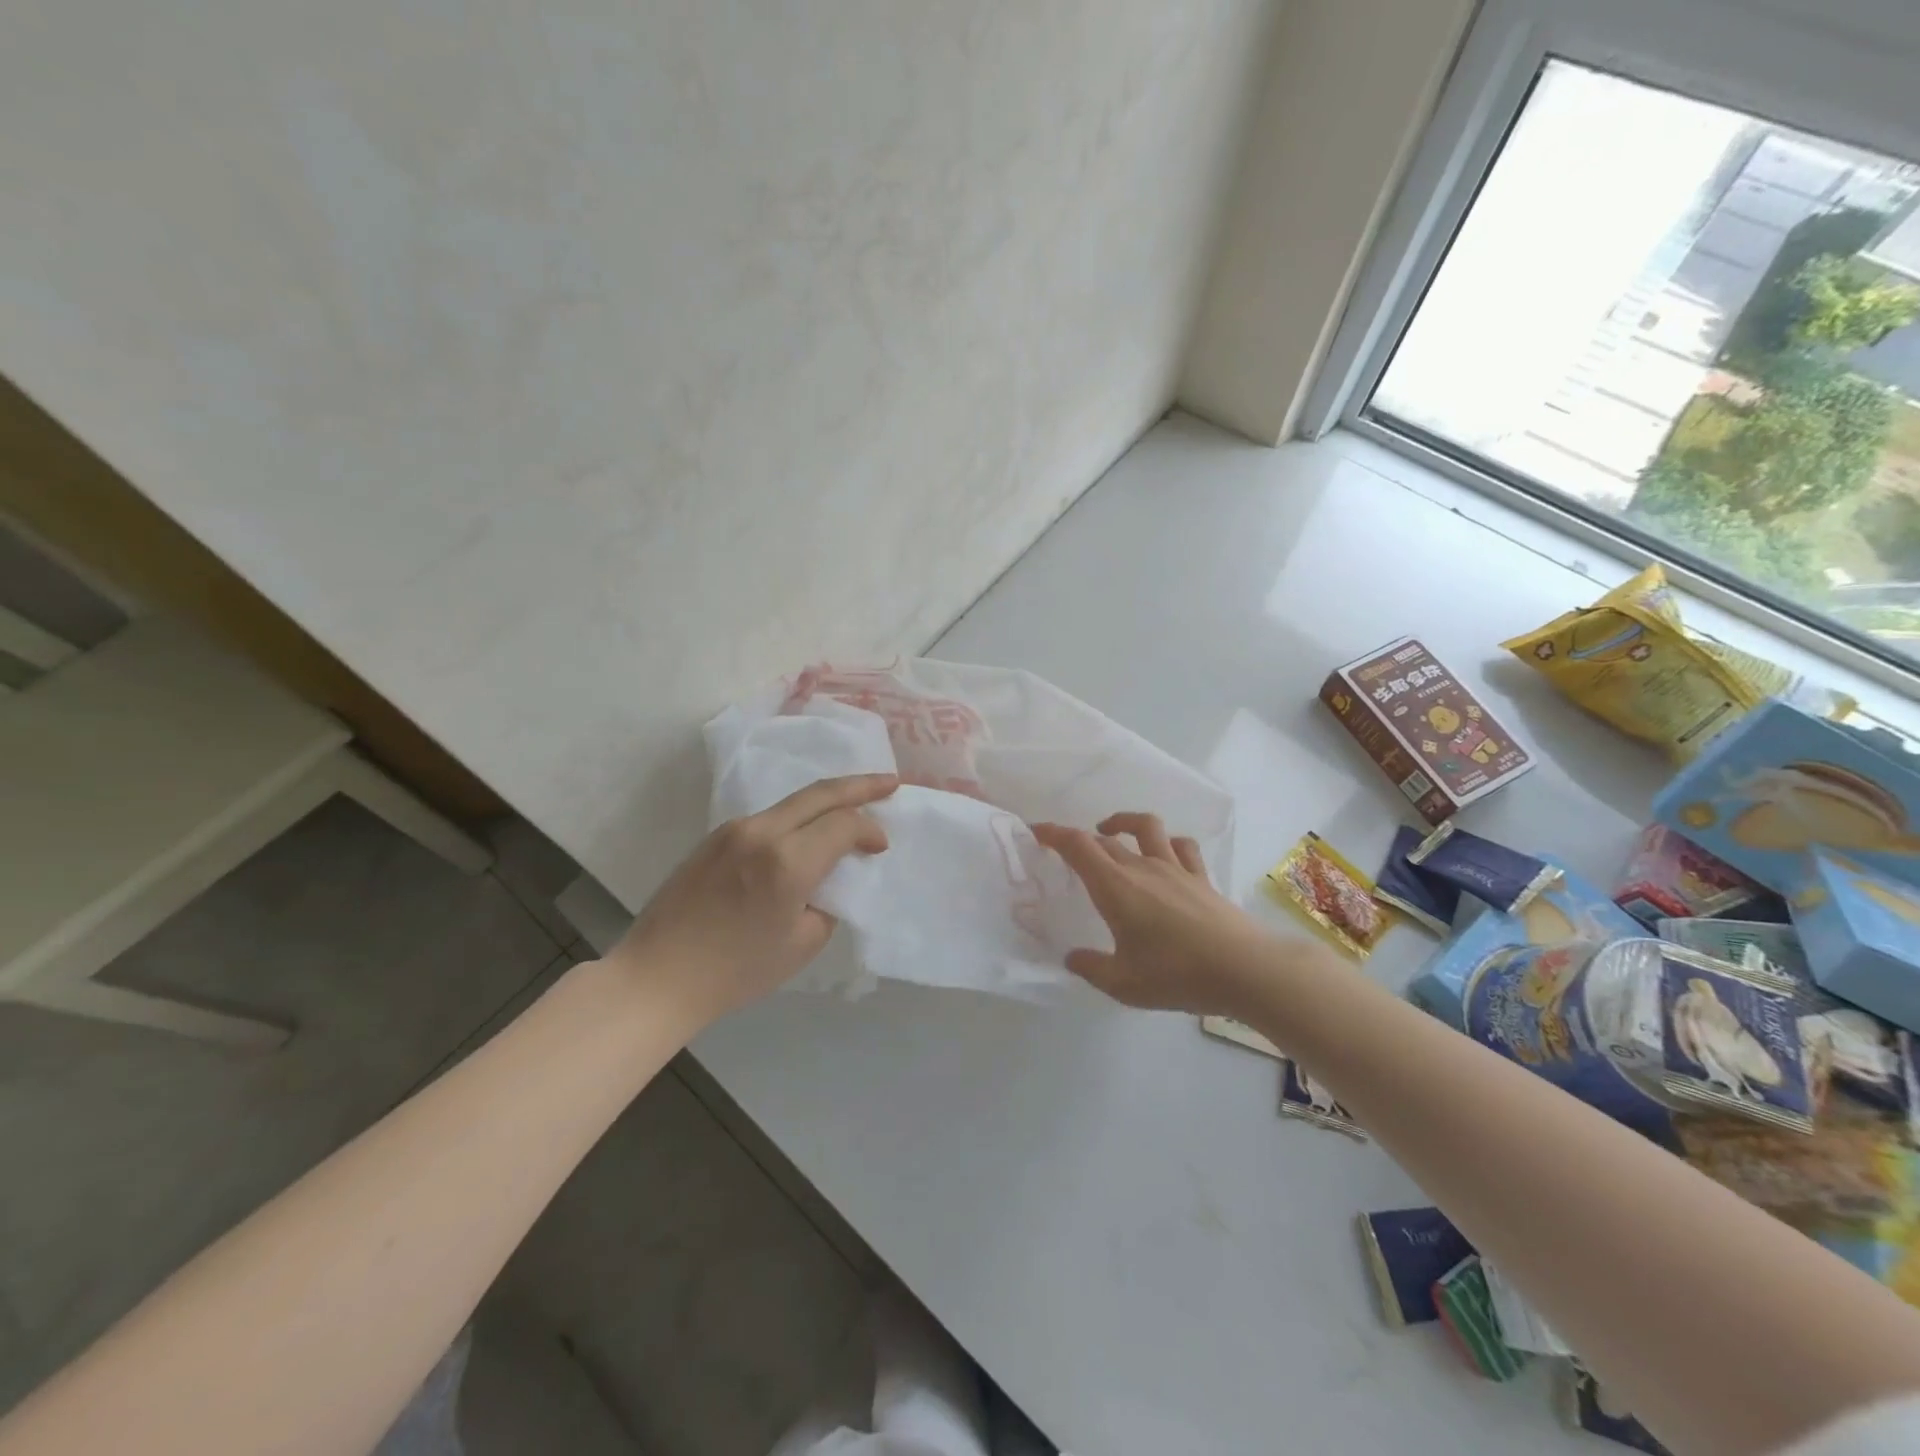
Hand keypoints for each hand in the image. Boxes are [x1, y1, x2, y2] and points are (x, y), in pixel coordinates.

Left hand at [609, 774, 896, 1023]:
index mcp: (787, 861)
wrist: (658, 976)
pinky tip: (808, 828)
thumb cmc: (736, 971)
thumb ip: (827, 902)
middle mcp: (762, 832)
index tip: (881, 848)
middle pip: (820, 793)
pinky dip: (798, 816)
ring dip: (827, 798)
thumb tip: (829, 880)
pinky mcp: (715, 837)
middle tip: (890, 782)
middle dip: (861, 785)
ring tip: (854, 801)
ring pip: (793, 801)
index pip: (843, 825)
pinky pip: (769, 816)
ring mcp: (734, 829)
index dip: (869, 830)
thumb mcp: (802, 944)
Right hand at [1032, 813, 1277, 1018]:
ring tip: (1111, 832)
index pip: (1078, 846)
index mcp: (1115, 887)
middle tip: (1067, 850)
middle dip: (1080, 839)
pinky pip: (1181, 846)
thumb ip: (1091, 968)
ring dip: (1124, 823)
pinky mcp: (1201, 877)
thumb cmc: (1177, 974)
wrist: (1245, 969)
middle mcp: (1142, 868)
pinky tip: (1162, 853)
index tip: (1036, 831)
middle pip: (1105, 840)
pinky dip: (1166, 842)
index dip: (1054, 834)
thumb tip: (1072, 958)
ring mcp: (1175, 868)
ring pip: (1146, 828)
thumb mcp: (1123, 983)